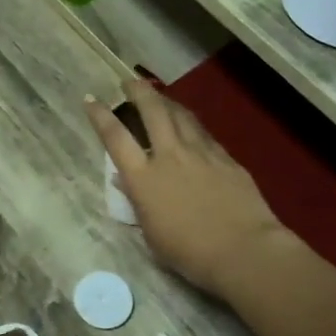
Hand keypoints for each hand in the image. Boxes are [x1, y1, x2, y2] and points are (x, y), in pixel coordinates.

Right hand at [85, 79, 289, 300]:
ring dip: (167, 102)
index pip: (116, 138)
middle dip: (138, 92)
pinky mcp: (226, 158)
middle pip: (152, 111)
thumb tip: (125, 180)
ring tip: (160, 98)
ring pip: (181, 116)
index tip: (92, 99)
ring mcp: (201, 153)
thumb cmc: (190, 253)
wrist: (244, 250)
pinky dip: (192, 125)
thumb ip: (138, 202)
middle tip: (129, 81)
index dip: (101, 116)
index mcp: (144, 178)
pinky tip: (192, 126)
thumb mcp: (152, 234)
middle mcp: (170, 156)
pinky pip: (204, 133)